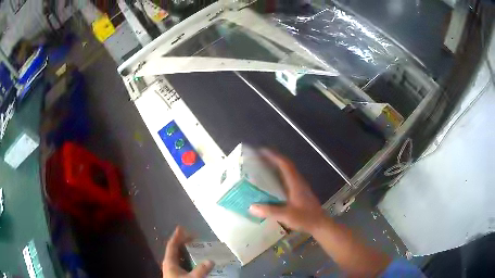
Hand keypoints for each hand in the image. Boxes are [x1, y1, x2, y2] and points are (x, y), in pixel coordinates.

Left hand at [162, 226, 213, 277]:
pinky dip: (188, 259)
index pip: (172, 245)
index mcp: (170, 261)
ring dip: (187, 251)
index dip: (177, 236)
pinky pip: (182, 263)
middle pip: (176, 249)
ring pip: (179, 256)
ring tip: (197, 246)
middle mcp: (170, 263)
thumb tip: (211, 260)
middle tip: (195, 237)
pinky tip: (196, 260)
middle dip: (184, 242)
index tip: (181, 227)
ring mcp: (173, 269)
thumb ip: (201, 270)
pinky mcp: (177, 274)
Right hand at [249, 149, 325, 232]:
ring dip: (277, 167)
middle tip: (260, 158)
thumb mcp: (287, 216)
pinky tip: (273, 184)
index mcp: (296, 184)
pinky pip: (289, 179)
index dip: (274, 157)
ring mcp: (300, 187)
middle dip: (274, 159)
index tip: (263, 151)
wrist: (319, 224)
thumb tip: (251, 207)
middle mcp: (298, 182)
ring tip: (264, 168)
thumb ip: (270, 211)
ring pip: (288, 172)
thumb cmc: (305, 218)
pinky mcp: (300, 193)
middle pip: (286, 166)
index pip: (285, 165)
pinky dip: (280, 176)